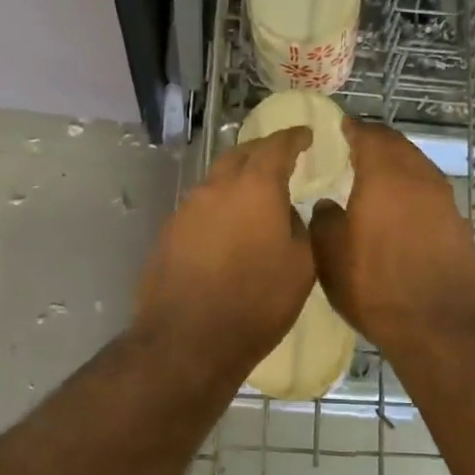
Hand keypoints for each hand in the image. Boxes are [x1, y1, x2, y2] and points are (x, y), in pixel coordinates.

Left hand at [132, 127, 315, 375]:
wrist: (188, 339)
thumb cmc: (257, 302)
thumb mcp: (301, 266)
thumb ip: (299, 227)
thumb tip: (285, 212)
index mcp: (255, 187)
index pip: (277, 146)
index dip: (293, 137)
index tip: (305, 134)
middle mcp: (217, 187)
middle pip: (241, 154)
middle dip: (263, 151)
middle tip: (280, 158)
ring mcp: (188, 208)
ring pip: (217, 180)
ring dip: (238, 178)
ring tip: (255, 194)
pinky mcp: (170, 232)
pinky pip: (202, 206)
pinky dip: (220, 205)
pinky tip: (228, 227)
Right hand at [310, 120, 474, 353]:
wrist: (438, 325)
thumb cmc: (375, 286)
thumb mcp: (331, 256)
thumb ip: (325, 220)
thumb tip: (328, 204)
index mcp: (384, 175)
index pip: (368, 135)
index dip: (352, 129)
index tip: (338, 129)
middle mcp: (419, 178)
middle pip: (398, 146)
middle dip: (376, 143)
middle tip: (354, 149)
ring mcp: (445, 200)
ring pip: (418, 167)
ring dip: (397, 165)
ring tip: (375, 178)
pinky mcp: (459, 224)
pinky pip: (431, 193)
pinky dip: (413, 190)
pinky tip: (400, 209)